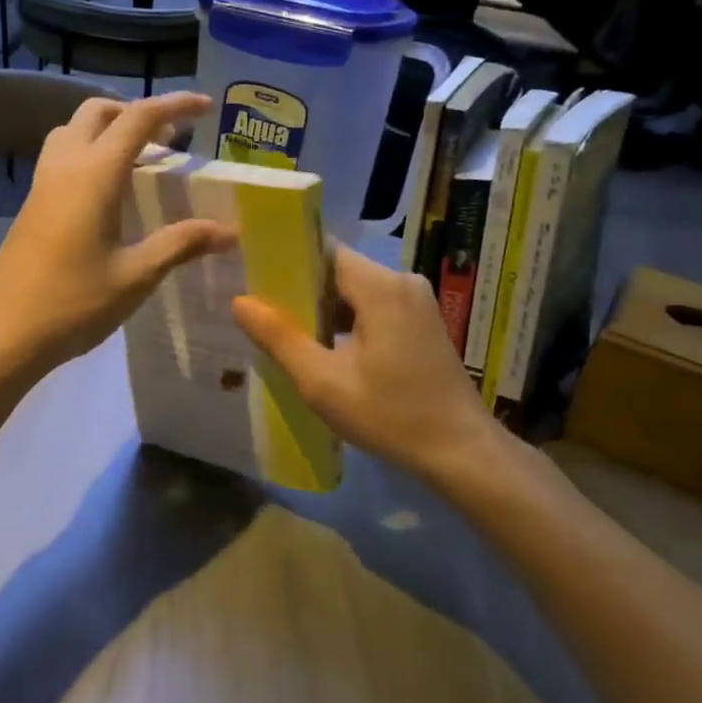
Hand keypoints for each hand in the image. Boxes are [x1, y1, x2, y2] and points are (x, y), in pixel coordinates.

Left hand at [0, 93, 235, 371]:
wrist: (3, 332)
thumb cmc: (73, 303)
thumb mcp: (135, 275)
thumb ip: (181, 244)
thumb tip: (229, 230)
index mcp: (94, 174)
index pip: (138, 118)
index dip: (175, 106)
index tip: (206, 108)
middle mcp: (65, 166)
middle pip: (98, 112)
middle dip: (136, 112)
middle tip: (170, 137)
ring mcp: (42, 184)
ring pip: (72, 130)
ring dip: (107, 129)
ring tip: (139, 159)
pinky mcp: (32, 204)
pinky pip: (61, 156)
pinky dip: (89, 152)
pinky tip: (107, 192)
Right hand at [232, 245, 501, 484]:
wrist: (461, 452)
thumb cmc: (391, 415)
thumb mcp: (323, 382)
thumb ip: (279, 338)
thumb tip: (240, 302)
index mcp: (381, 287)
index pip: (324, 250)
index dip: (286, 260)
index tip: (253, 276)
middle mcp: (402, 282)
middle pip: (339, 270)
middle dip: (300, 289)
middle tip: (260, 311)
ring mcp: (417, 303)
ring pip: (356, 291)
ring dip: (322, 309)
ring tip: (282, 331)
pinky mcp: (422, 323)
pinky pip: (374, 308)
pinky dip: (346, 322)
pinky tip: (322, 348)